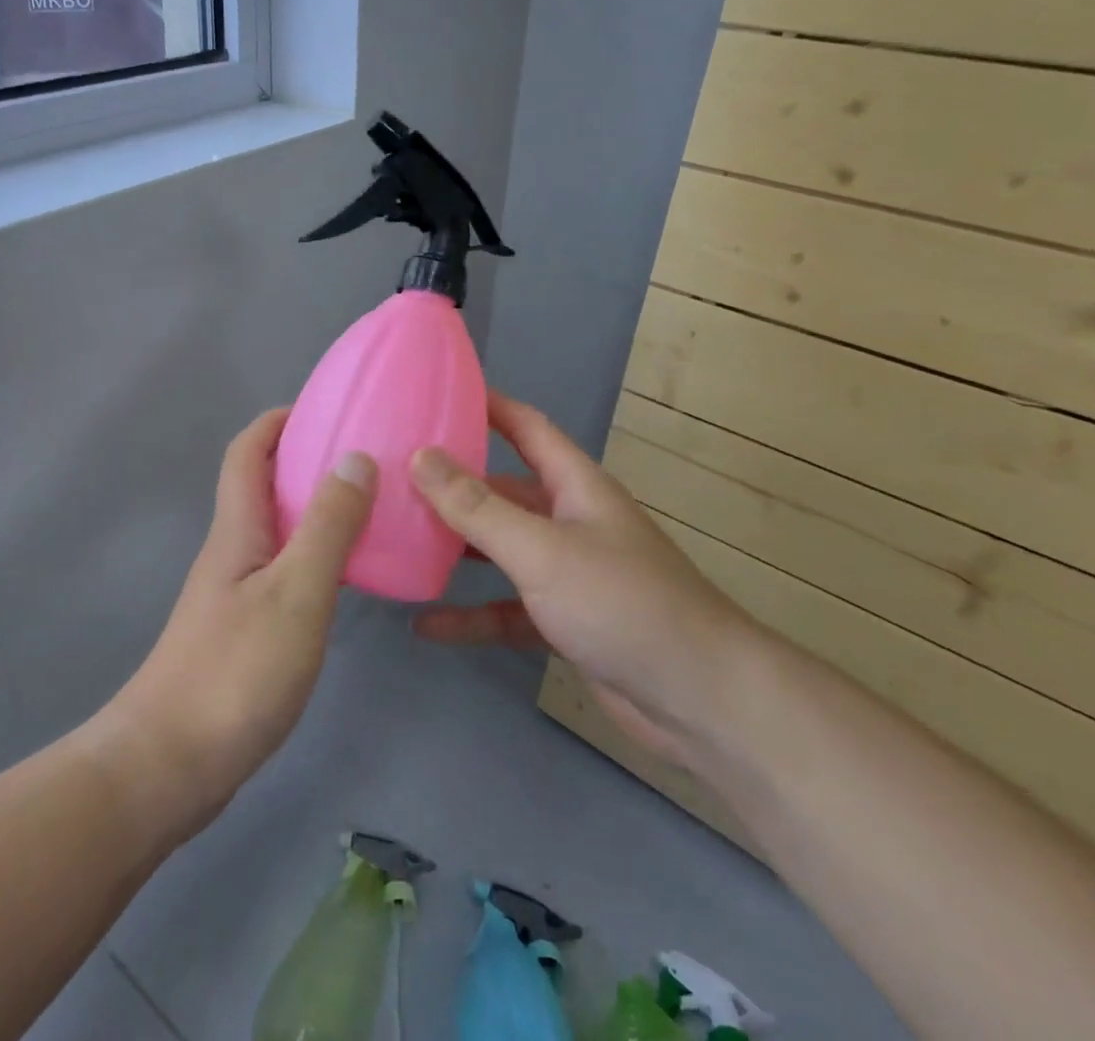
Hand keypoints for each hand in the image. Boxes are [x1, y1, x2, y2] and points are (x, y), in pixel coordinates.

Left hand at [102, 409, 375, 838]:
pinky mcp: (242, 630)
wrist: (166, 768)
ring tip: (370, 509)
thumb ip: (328, 525)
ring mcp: (234, 593)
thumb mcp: (296, 592)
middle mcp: (232, 550)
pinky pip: (283, 569)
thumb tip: (354, 456)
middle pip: (262, 484)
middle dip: (307, 458)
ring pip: (275, 528)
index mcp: (237, 529)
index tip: (327, 408)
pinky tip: (347, 577)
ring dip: (315, 507)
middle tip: (367, 458)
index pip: (247, 450)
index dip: (279, 420)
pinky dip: (315, 554)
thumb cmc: (234, 671)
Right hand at [409, 392, 754, 765]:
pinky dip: (469, 614)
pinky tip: (424, 623)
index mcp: (574, 486)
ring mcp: (566, 573)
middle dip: (453, 483)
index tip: (436, 393)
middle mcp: (569, 521)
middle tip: (393, 475)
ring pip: (499, 550)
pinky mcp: (562, 622)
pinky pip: (504, 608)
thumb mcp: (541, 550)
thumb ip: (477, 507)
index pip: (526, 427)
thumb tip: (422, 455)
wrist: (701, 701)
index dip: (487, 405)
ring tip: (397, 540)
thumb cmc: (622, 603)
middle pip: (502, 490)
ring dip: (455, 548)